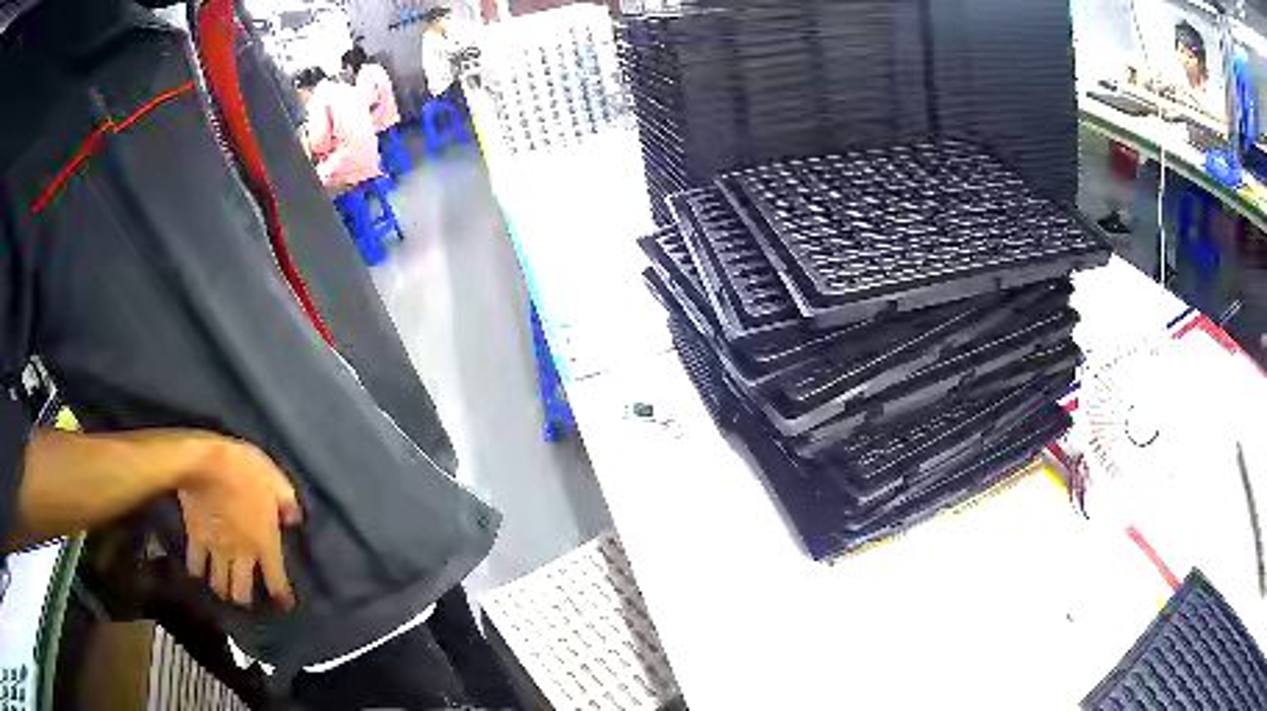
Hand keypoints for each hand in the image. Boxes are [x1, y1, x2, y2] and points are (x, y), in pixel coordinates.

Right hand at [177, 439, 302, 608]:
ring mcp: (216, 549)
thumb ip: (287, 503)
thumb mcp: (275, 480)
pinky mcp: (194, 538)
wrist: (204, 461)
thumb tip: (293, 521)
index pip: (276, 581)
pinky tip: (198, 570)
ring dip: (220, 588)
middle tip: (242, 595)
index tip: (282, 603)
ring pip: (218, 585)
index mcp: (264, 543)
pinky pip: (194, 565)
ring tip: (222, 586)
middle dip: (242, 598)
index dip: (281, 596)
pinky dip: (196, 571)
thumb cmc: (244, 468)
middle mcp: (241, 554)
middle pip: (241, 593)